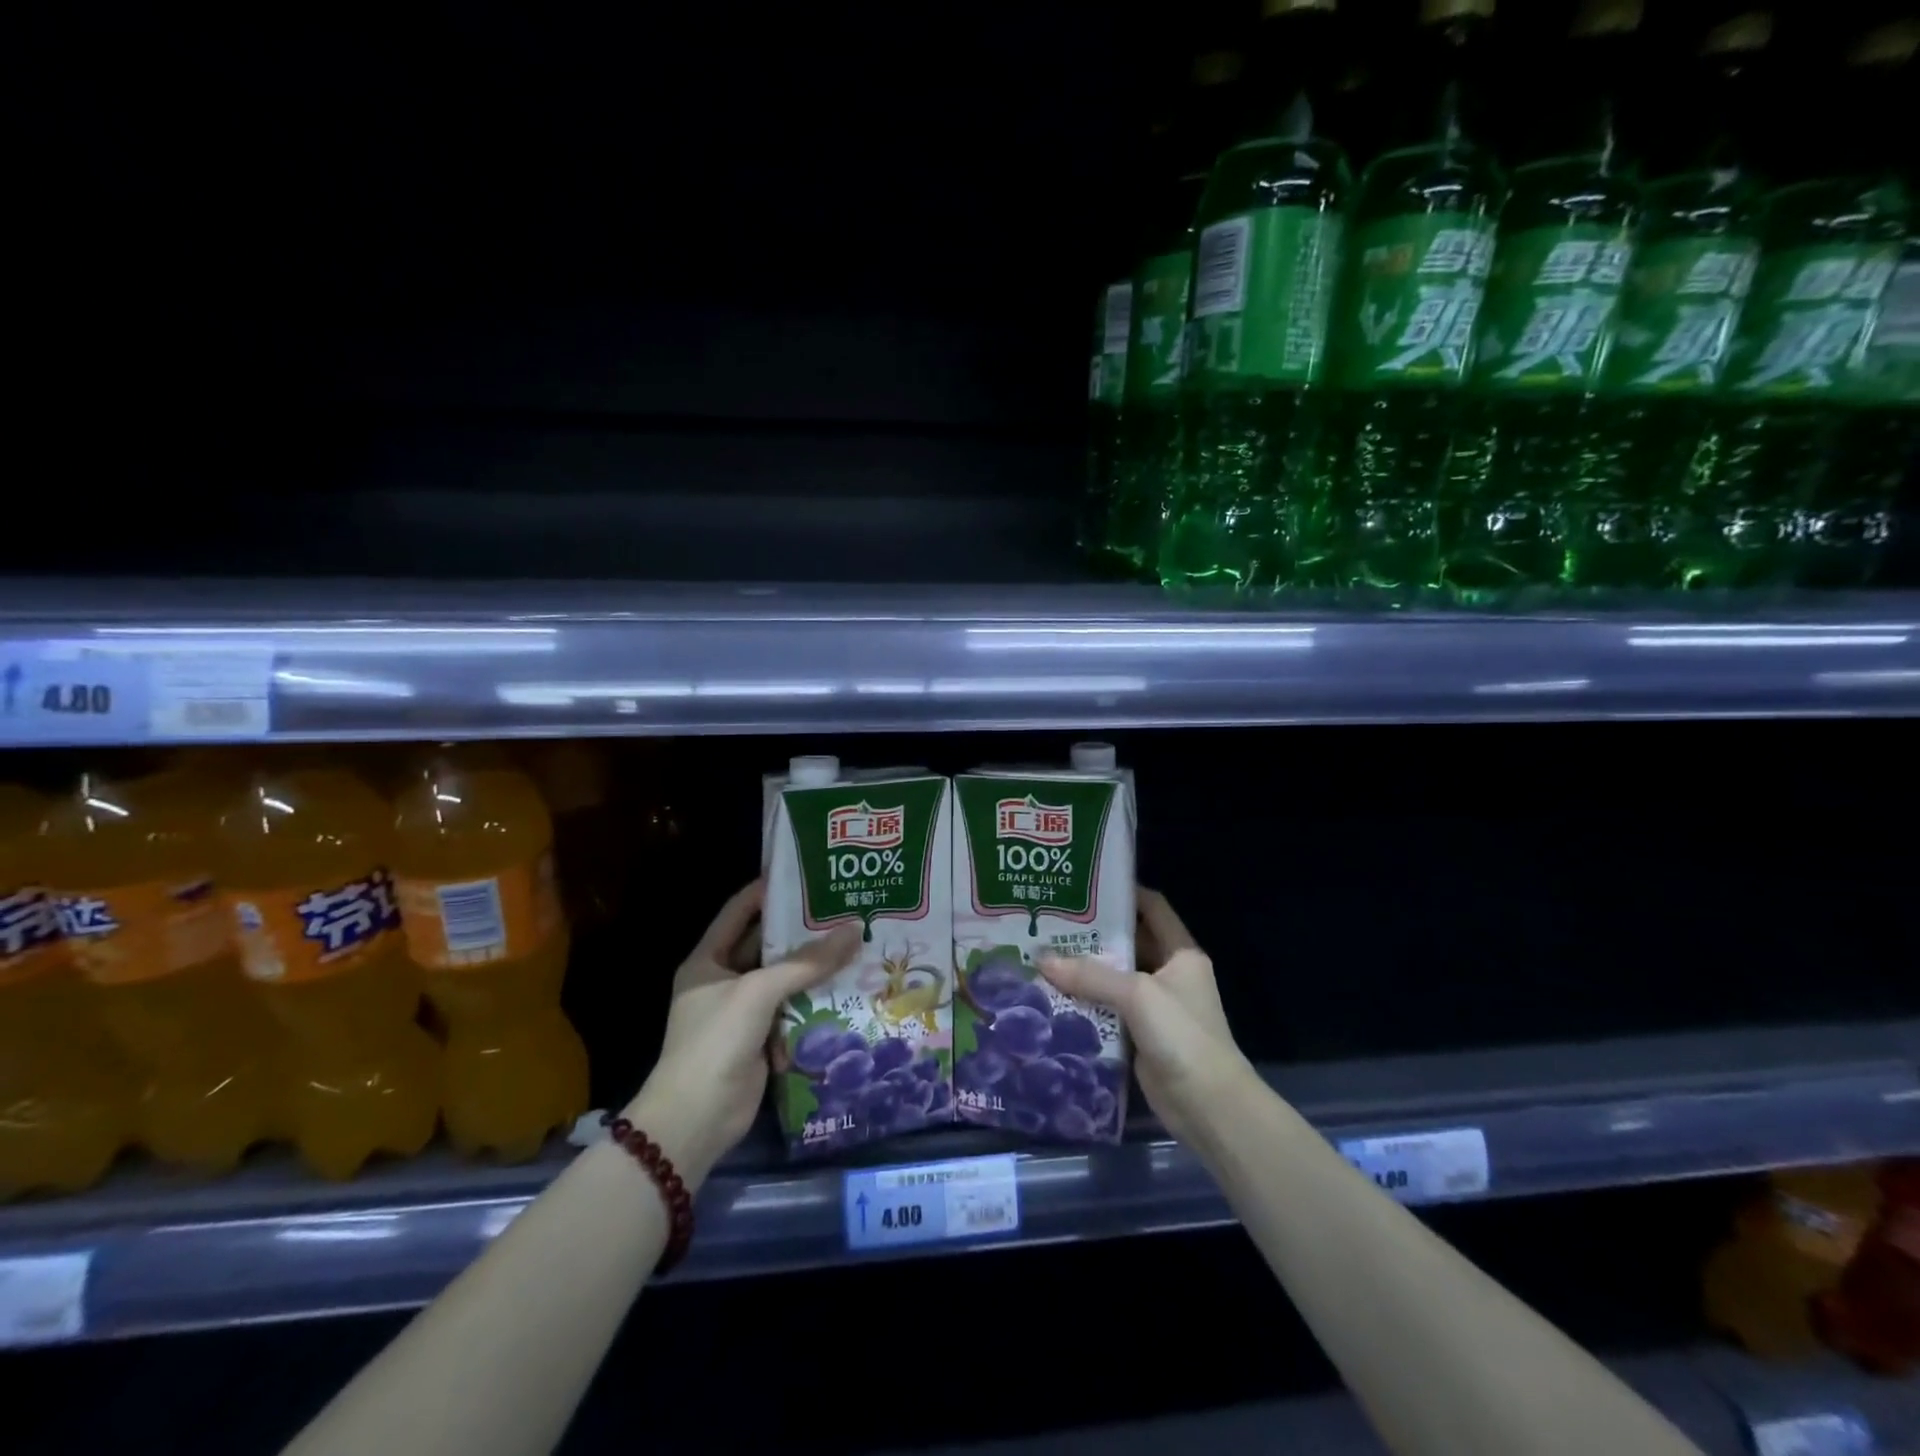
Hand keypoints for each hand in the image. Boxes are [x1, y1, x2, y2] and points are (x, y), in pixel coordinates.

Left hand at [623, 881, 859, 1185]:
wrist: (696, 1119)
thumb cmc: (715, 1041)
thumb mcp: (758, 992)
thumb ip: (806, 962)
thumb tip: (856, 930)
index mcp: (708, 960)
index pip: (740, 910)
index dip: (769, 891)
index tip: (807, 875)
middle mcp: (725, 980)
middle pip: (768, 945)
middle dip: (803, 930)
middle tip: (845, 909)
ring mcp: (743, 1011)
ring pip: (785, 978)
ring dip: (815, 966)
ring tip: (857, 941)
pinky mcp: (762, 1038)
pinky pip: (793, 1010)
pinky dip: (816, 1001)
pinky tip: (849, 986)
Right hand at [1039, 888, 1253, 1147]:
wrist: (1209, 1106)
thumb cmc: (1182, 1035)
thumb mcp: (1137, 995)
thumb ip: (1090, 975)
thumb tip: (1041, 960)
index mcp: (1180, 953)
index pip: (1152, 908)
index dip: (1124, 892)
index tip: (1085, 886)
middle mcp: (1169, 974)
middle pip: (1129, 943)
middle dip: (1093, 934)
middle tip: (1050, 922)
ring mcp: (1155, 1006)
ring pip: (1114, 978)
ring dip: (1084, 971)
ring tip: (1043, 954)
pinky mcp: (1141, 1035)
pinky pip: (1108, 1010)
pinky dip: (1085, 1003)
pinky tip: (1053, 996)